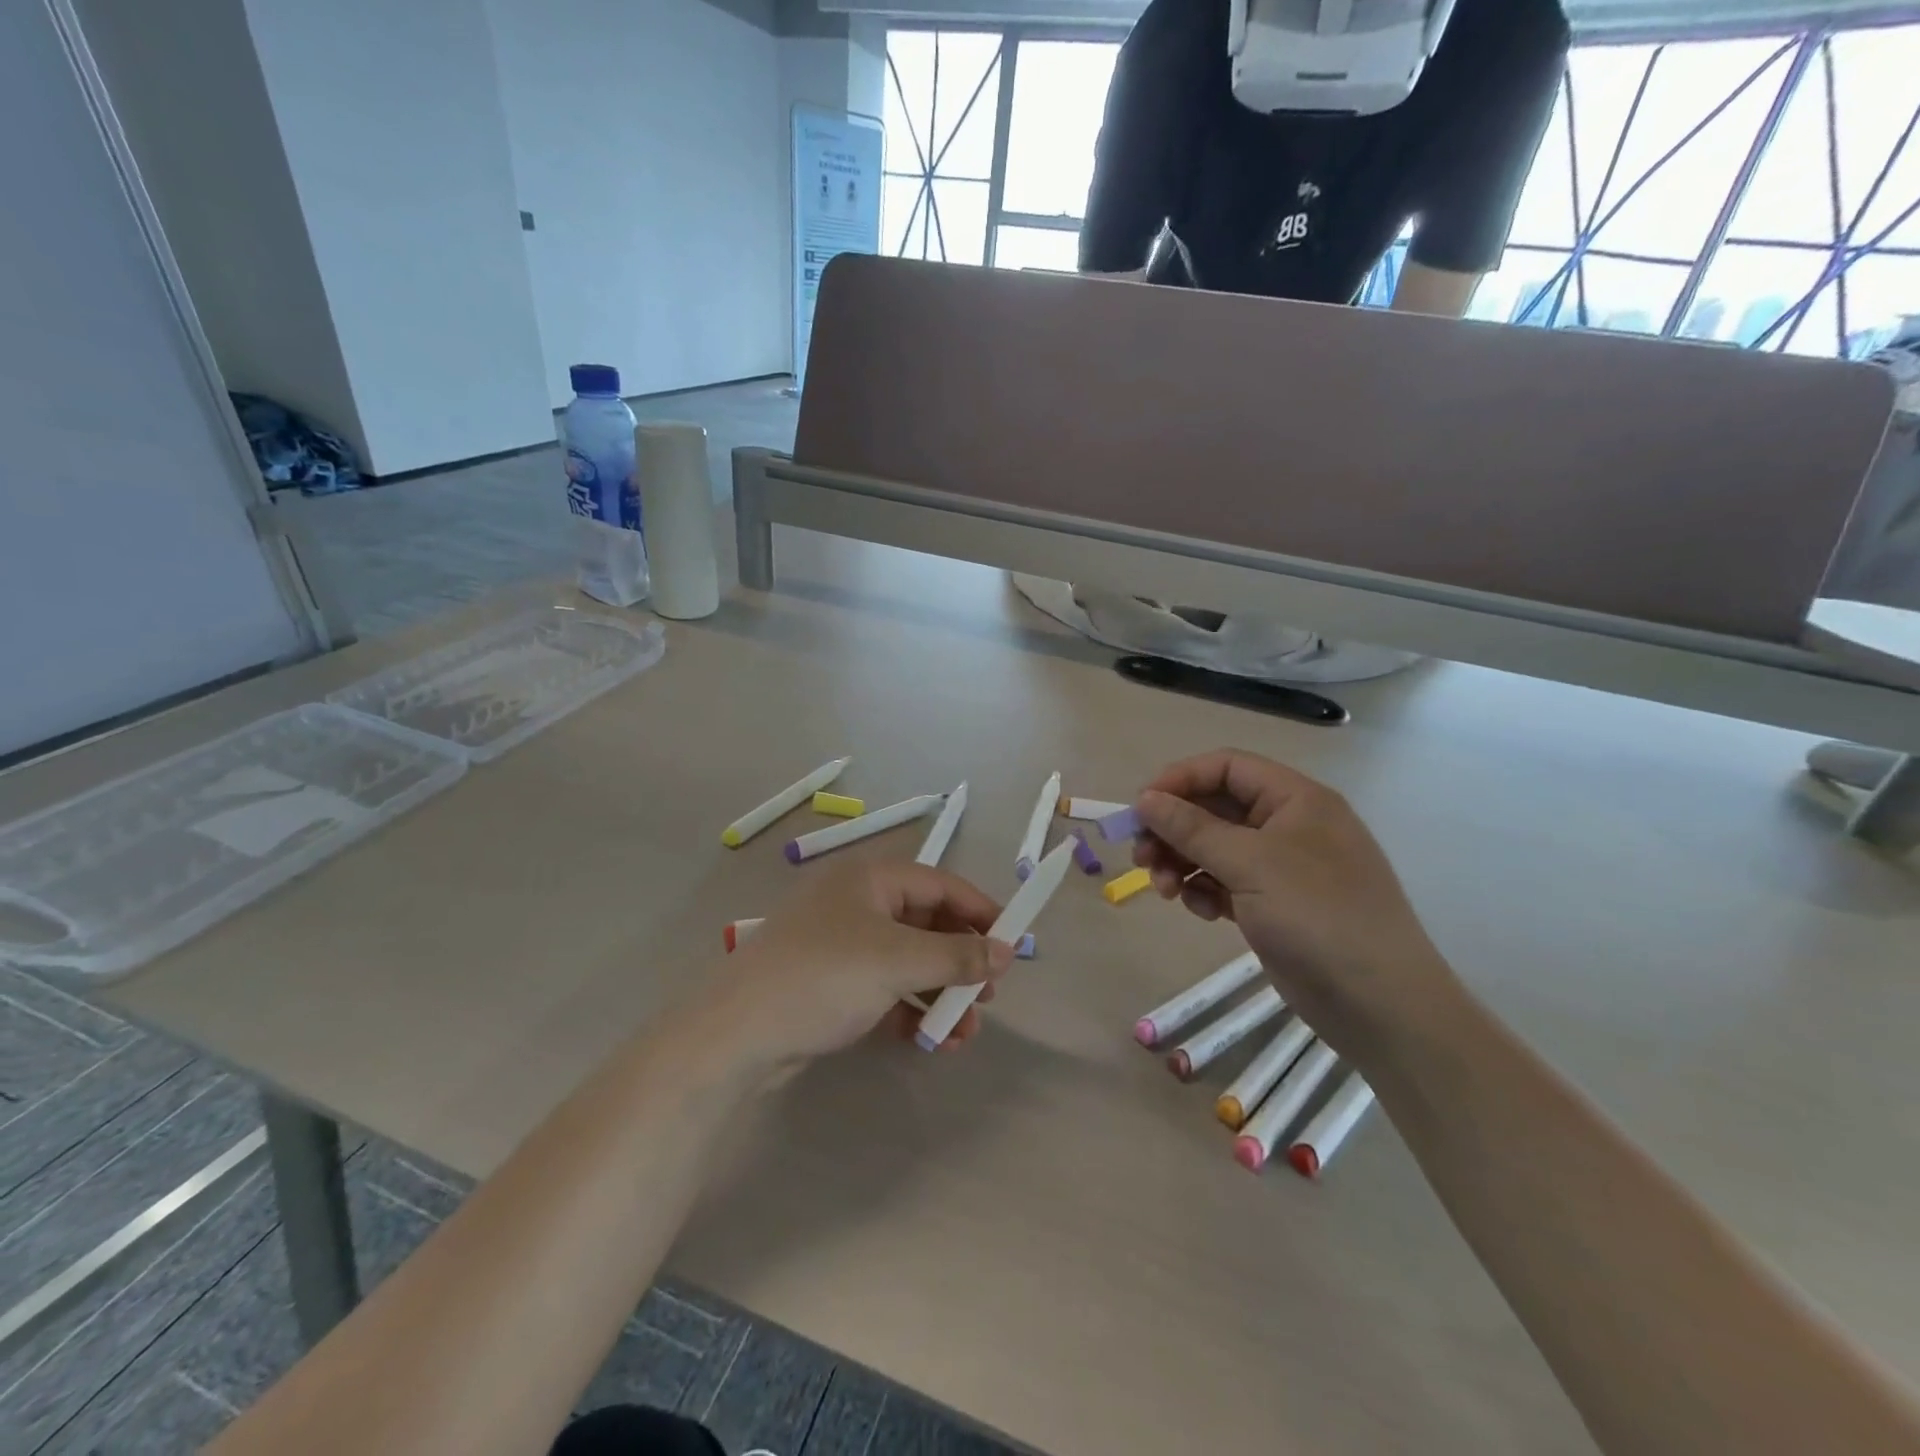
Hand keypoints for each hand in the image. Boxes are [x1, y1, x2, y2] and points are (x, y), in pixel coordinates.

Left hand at [698, 861, 1017, 1069]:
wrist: (736, 1034)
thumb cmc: (824, 976)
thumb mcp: (898, 962)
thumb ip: (957, 955)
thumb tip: (1007, 951)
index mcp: (870, 879)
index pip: (940, 884)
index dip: (980, 911)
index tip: (1013, 943)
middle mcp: (857, 903)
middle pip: (926, 923)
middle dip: (960, 960)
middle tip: (989, 994)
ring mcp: (842, 944)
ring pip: (907, 961)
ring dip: (940, 992)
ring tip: (965, 1030)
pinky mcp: (831, 983)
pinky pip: (884, 988)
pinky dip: (909, 1009)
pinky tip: (930, 1040)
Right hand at [1132, 749, 1461, 1067]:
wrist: (1379, 1004)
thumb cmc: (1318, 916)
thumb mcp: (1250, 863)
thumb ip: (1192, 828)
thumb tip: (1145, 799)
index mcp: (1296, 799)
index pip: (1226, 767)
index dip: (1179, 780)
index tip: (1141, 808)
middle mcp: (1288, 825)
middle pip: (1215, 808)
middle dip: (1174, 830)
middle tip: (1140, 857)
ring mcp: (1282, 868)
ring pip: (1214, 848)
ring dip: (1182, 863)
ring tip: (1163, 891)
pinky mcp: (1273, 905)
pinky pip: (1225, 882)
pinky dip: (1204, 891)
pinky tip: (1200, 912)